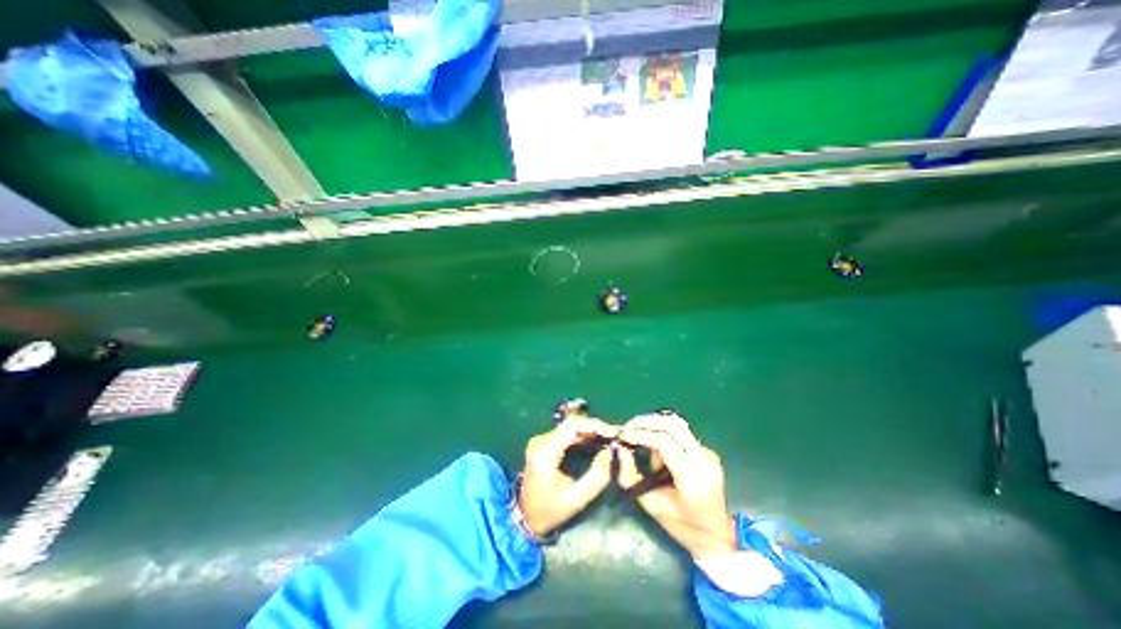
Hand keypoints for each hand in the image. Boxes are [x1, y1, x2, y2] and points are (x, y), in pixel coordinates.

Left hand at [518, 418, 620, 535]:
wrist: (525, 519)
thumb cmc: (550, 512)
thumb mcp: (576, 500)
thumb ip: (596, 477)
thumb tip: (610, 451)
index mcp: (545, 453)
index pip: (571, 427)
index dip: (594, 425)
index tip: (613, 431)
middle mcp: (541, 441)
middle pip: (571, 424)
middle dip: (594, 427)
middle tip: (614, 434)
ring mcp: (541, 441)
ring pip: (570, 427)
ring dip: (590, 431)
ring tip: (609, 438)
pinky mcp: (544, 444)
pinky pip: (566, 434)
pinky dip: (582, 437)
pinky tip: (596, 442)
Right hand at [613, 416, 737, 557]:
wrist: (716, 535)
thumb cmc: (681, 526)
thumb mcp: (651, 505)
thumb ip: (632, 476)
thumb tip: (620, 449)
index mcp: (692, 477)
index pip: (663, 442)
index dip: (640, 434)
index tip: (622, 435)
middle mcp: (704, 459)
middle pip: (672, 425)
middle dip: (645, 422)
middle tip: (626, 428)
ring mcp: (708, 452)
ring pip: (677, 423)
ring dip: (655, 424)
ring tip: (639, 433)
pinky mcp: (707, 450)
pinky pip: (681, 432)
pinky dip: (664, 431)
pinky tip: (654, 442)